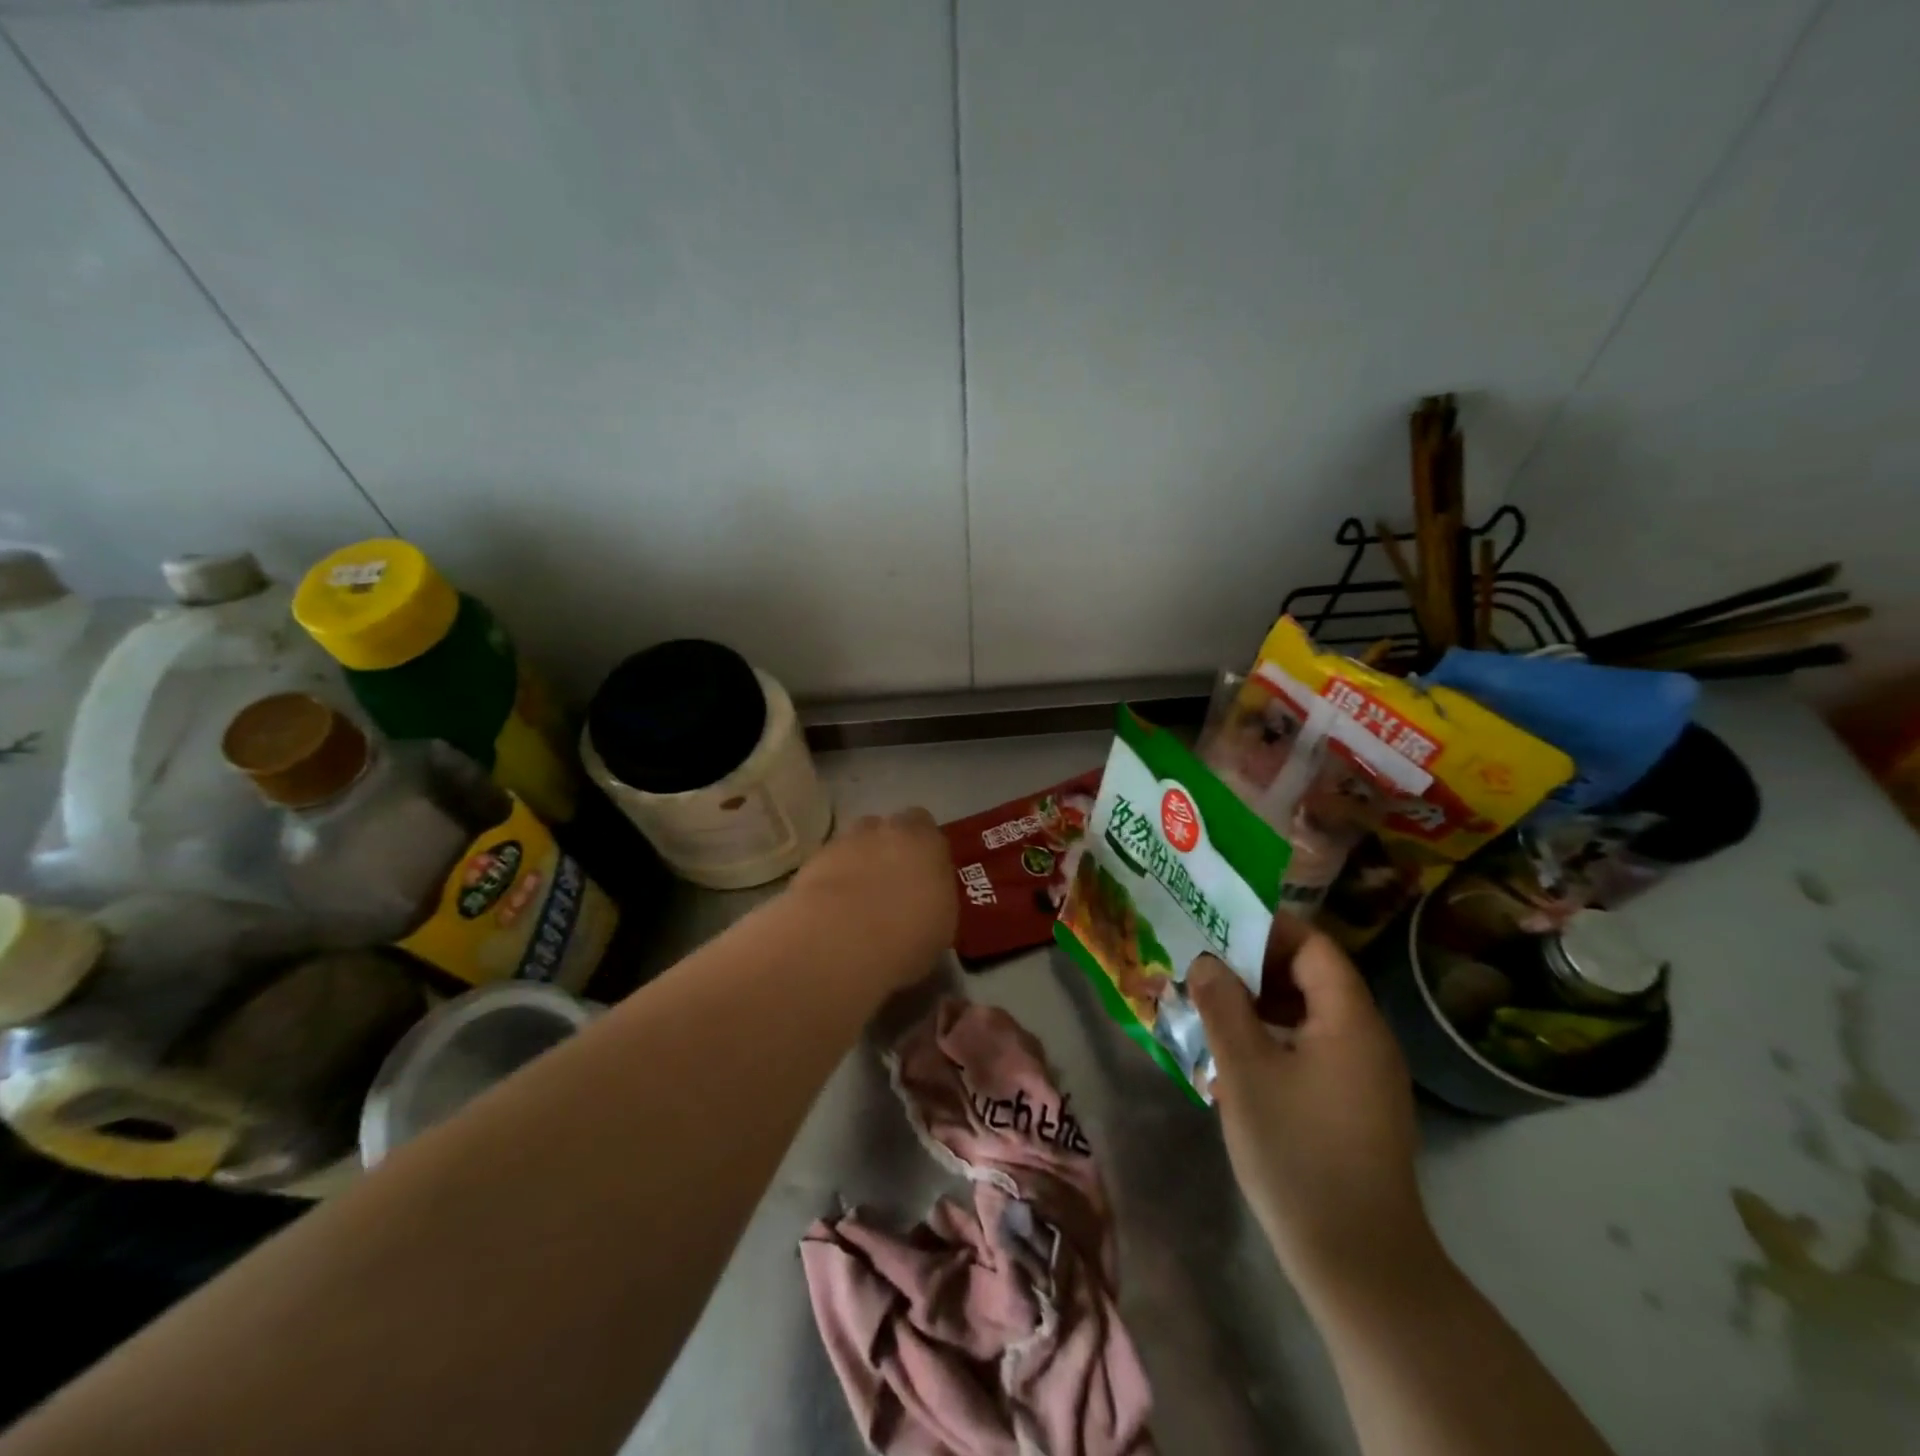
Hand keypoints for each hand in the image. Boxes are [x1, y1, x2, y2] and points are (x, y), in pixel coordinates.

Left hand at [791, 809, 957, 988]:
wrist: (839, 942)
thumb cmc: (906, 938)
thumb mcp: (942, 928)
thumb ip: (935, 899)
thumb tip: (926, 899)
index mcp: (926, 843)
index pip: (926, 827)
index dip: (923, 848)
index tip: (922, 874)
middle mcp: (886, 831)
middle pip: (888, 828)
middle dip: (889, 848)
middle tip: (890, 885)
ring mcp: (846, 841)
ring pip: (855, 841)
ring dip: (858, 860)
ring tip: (857, 899)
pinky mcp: (812, 860)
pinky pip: (829, 862)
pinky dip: (832, 878)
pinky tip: (831, 909)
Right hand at [1190, 916, 1436, 1301]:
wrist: (1360, 1263)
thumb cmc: (1298, 1154)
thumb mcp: (1245, 1072)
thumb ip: (1223, 1006)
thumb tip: (1207, 961)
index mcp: (1350, 1020)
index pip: (1314, 946)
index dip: (1267, 930)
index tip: (1217, 930)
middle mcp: (1367, 1038)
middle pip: (1312, 977)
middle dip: (1255, 968)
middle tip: (1204, 971)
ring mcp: (1366, 1075)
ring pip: (1309, 1016)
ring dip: (1261, 1006)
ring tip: (1211, 1011)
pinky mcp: (1356, 1106)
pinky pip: (1314, 1049)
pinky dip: (1276, 1040)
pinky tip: (1237, 1061)